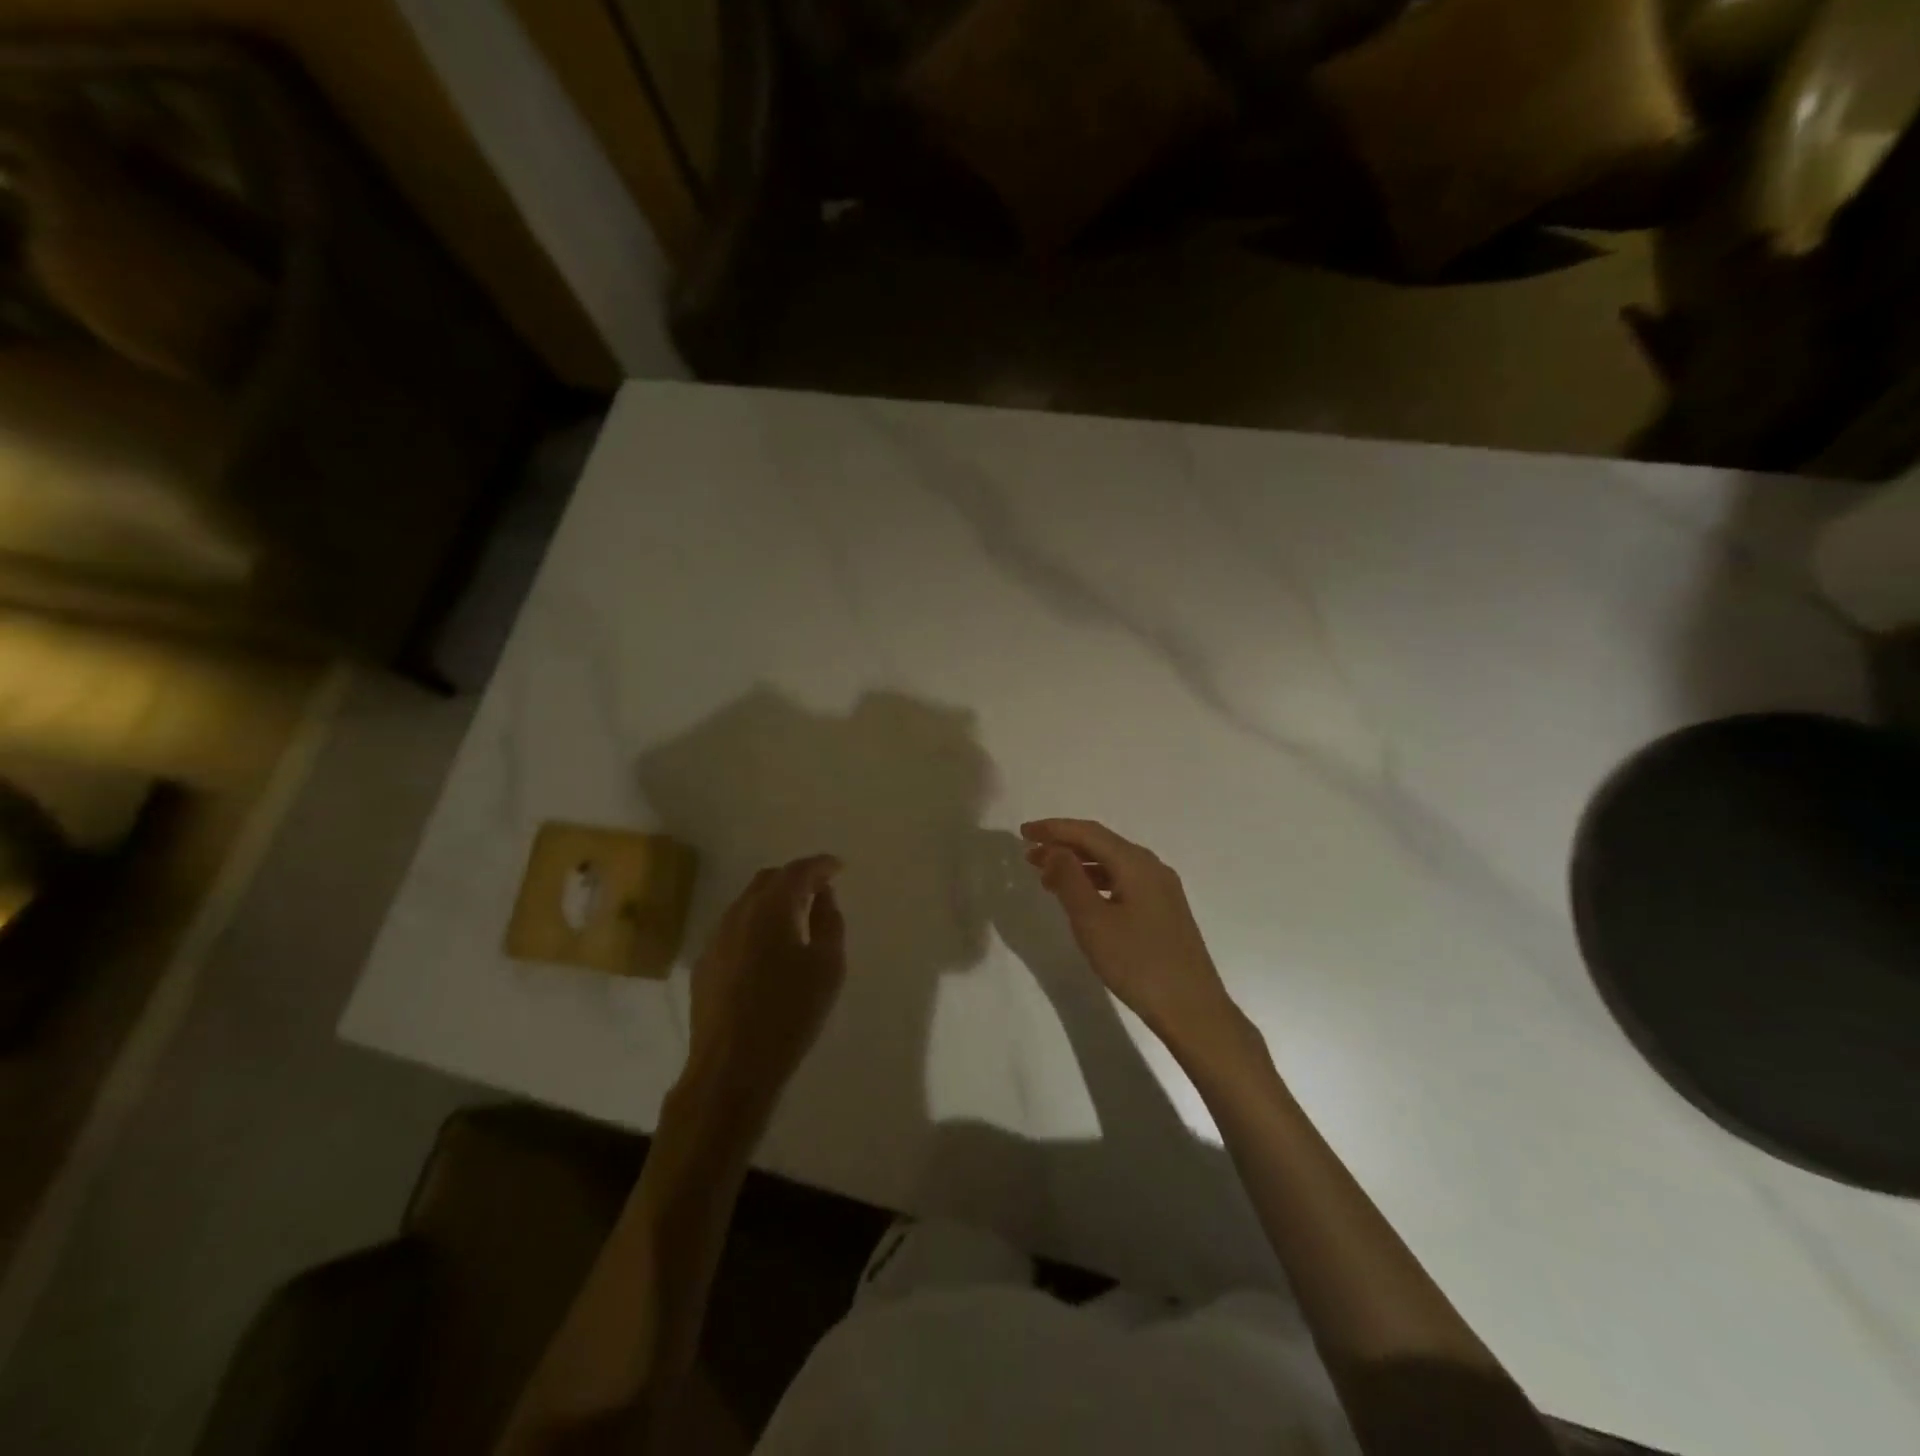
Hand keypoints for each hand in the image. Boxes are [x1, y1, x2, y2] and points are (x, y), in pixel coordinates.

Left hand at [682, 855, 845, 1128]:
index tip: (838, 867)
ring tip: (796, 918)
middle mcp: (739, 913)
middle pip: (768, 880)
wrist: (732, 1067)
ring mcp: (716, 938)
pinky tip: (768, 949)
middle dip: (795, 878)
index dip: (821, 865)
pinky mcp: (705, 964)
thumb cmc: (790, 1013)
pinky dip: (756, 924)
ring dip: (773, 901)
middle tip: (819, 890)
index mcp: (772, 908)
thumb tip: (823, 897)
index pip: (799, 871)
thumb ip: (829, 922)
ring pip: (747, 903)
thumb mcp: (827, 967)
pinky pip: (735, 928)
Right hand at [1020, 818, 1249, 1059]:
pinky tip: (1081, 898)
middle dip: (1063, 845)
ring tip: (1047, 879)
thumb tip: (1053, 849)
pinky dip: (1096, 881)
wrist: (1192, 1009)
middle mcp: (1151, 867)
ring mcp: (1161, 888)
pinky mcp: (1163, 909)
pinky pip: (1123, 881)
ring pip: (1112, 863)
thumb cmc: (1137, 963)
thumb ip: (1069, 879)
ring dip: (1078, 865)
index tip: (1023, 832)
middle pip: (1101, 843)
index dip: (1053, 829)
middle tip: (1029, 856)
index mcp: (1136, 863)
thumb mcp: (1093, 921)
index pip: (1088, 832)